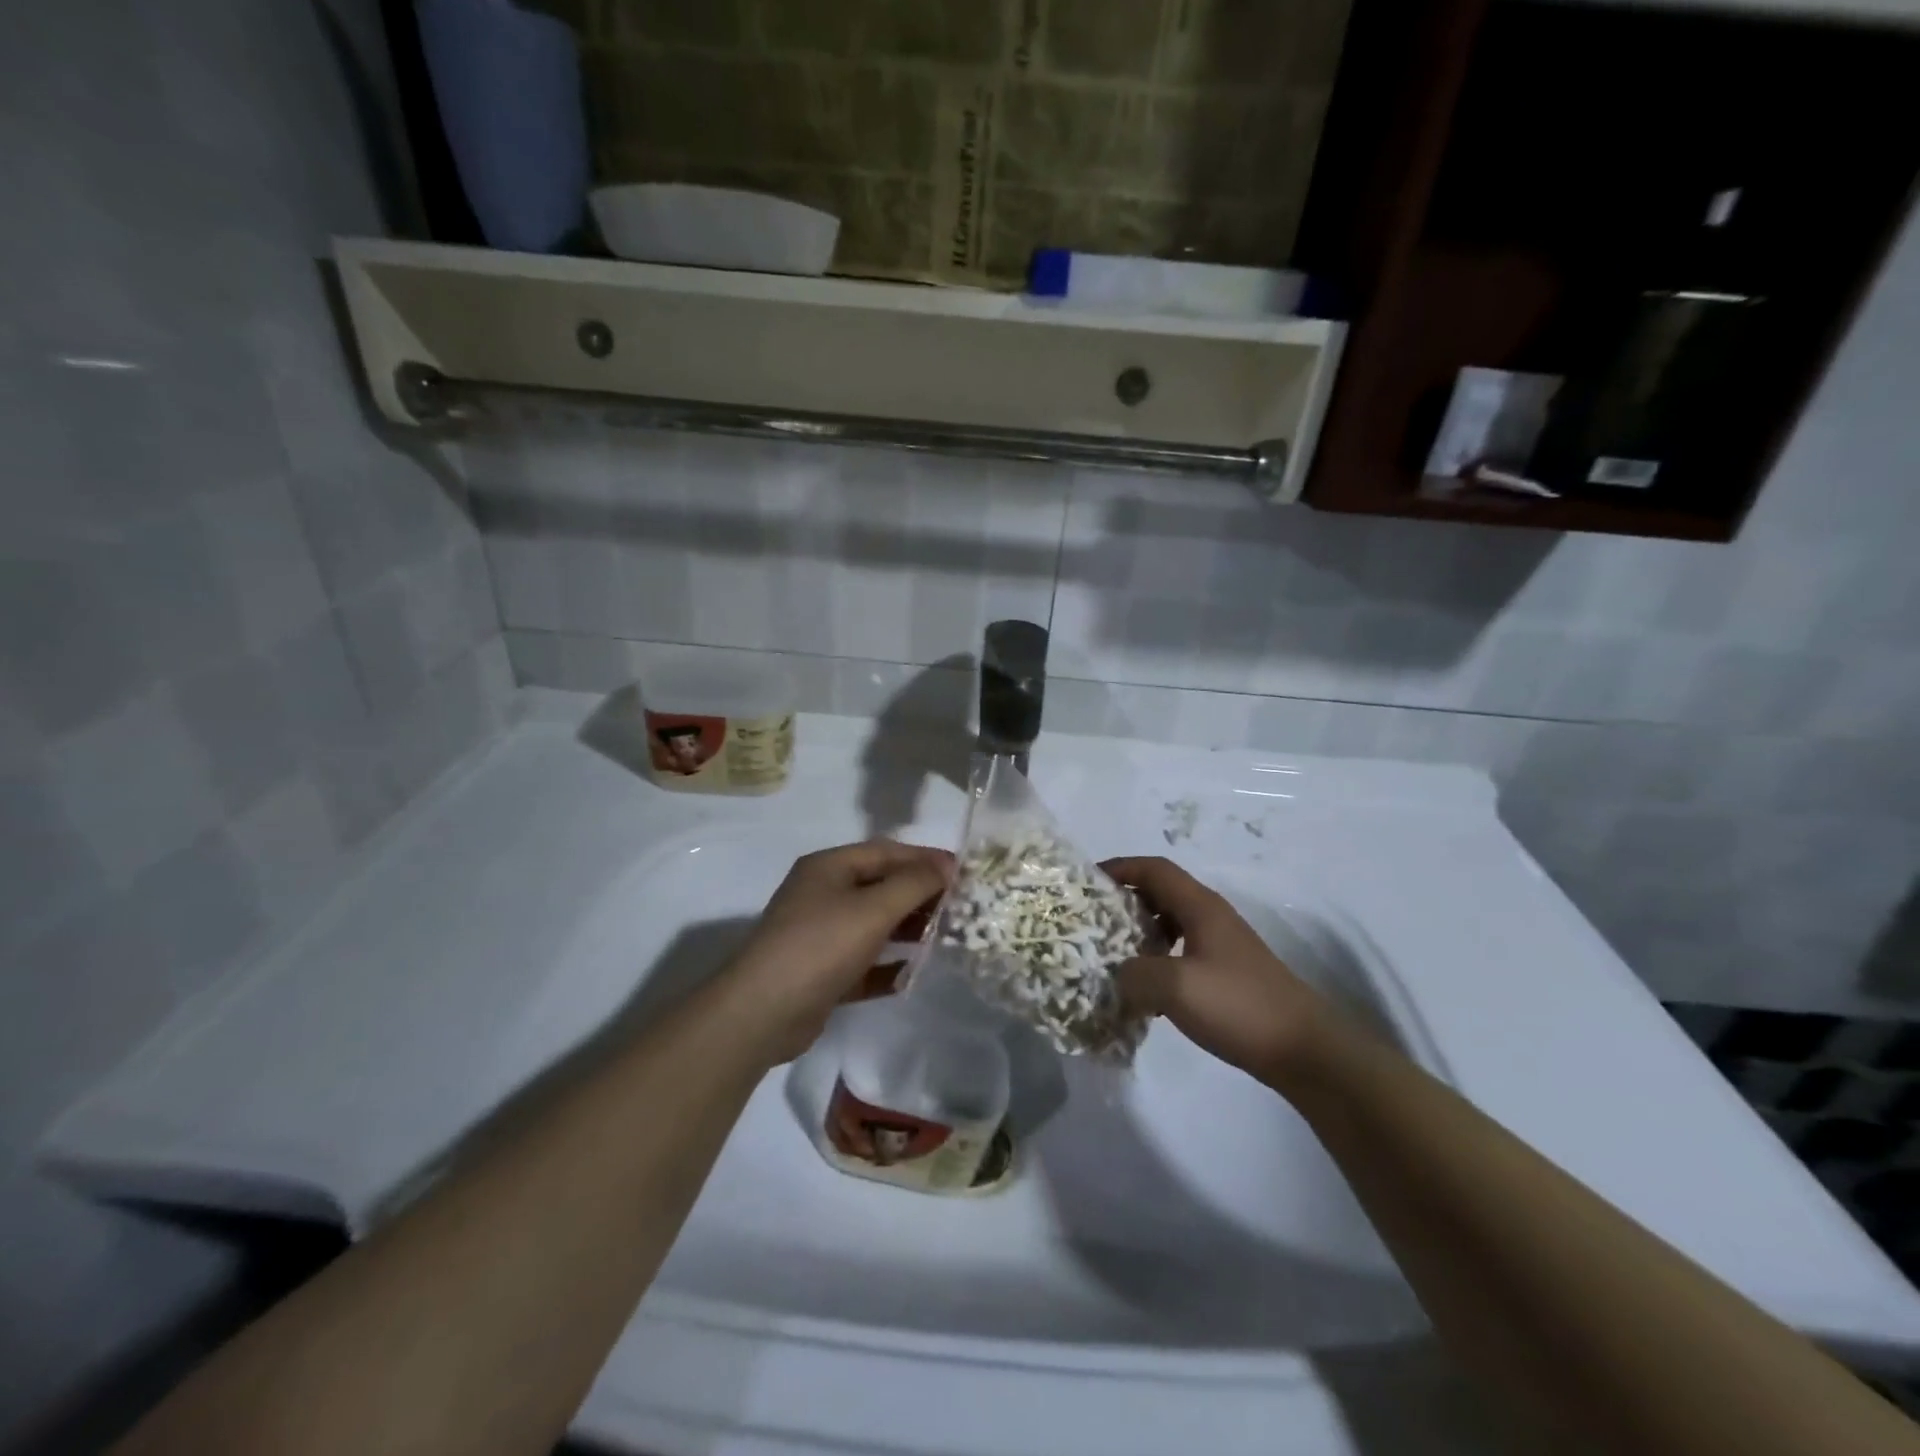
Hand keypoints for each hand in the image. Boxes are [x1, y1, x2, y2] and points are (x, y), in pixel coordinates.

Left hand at [720, 840, 952, 1063]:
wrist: (762, 1013)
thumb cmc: (820, 946)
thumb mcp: (872, 908)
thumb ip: (914, 884)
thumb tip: (946, 866)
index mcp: (829, 868)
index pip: (886, 852)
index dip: (925, 859)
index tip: (963, 872)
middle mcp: (823, 894)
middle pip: (881, 886)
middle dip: (920, 894)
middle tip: (960, 906)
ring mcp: (820, 934)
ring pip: (874, 924)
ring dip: (907, 929)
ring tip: (945, 937)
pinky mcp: (822, 972)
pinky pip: (864, 962)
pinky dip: (888, 965)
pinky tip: (913, 973)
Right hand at [1103, 857, 1331, 1086]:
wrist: (1305, 1050)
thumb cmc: (1239, 1006)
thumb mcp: (1176, 987)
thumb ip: (1134, 974)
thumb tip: (1117, 973)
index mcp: (1200, 907)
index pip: (1154, 869)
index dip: (1120, 867)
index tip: (1087, 882)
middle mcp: (1211, 917)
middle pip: (1161, 892)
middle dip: (1125, 900)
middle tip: (1093, 920)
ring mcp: (1222, 946)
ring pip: (1171, 923)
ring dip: (1140, 932)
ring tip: (1113, 954)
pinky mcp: (1227, 973)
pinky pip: (1182, 952)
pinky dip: (1158, 959)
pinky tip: (1147, 991)